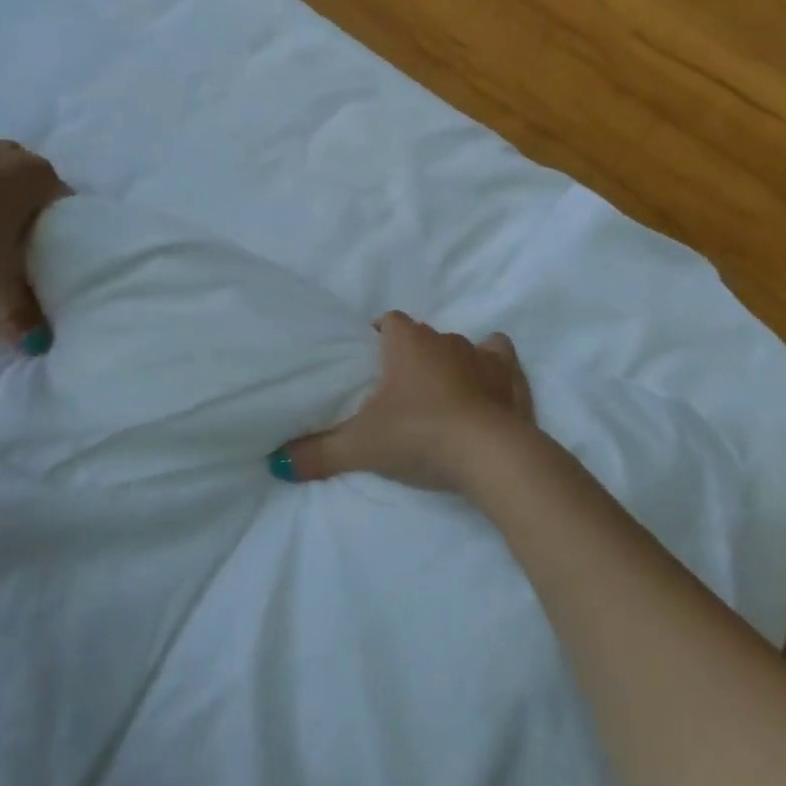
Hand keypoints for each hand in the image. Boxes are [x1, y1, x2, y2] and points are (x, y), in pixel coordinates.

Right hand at [272, 311, 536, 491]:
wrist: (489, 454)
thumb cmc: (418, 435)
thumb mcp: (360, 447)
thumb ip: (317, 453)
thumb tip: (274, 464)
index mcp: (406, 342)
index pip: (388, 322)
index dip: (378, 337)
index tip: (371, 363)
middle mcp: (443, 338)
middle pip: (422, 337)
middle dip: (411, 356)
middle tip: (399, 392)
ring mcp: (481, 354)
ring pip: (459, 347)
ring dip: (450, 364)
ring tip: (440, 396)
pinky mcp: (510, 376)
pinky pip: (499, 358)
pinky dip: (492, 369)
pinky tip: (487, 386)